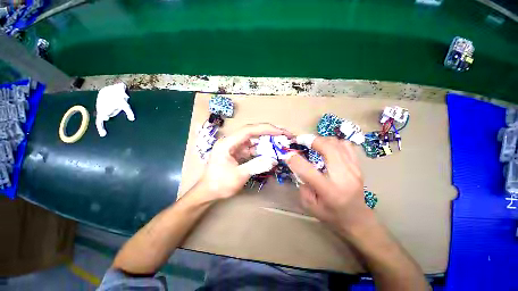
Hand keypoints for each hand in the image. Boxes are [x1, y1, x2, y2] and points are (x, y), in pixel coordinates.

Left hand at [196, 123, 291, 201]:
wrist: (208, 193)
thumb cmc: (219, 184)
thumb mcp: (238, 176)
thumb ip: (256, 165)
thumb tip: (273, 159)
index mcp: (227, 143)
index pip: (248, 130)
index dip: (265, 129)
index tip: (280, 132)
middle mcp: (231, 141)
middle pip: (252, 132)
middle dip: (269, 133)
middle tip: (284, 135)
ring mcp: (235, 147)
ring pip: (253, 140)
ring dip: (266, 141)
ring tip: (280, 142)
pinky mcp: (238, 153)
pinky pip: (252, 148)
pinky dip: (262, 150)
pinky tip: (271, 152)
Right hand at [286, 136, 370, 232]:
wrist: (357, 218)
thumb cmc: (331, 215)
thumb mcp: (309, 205)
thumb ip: (302, 184)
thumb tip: (298, 165)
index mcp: (329, 191)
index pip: (308, 170)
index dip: (295, 160)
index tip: (288, 155)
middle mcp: (343, 177)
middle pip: (327, 148)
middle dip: (311, 141)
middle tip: (301, 141)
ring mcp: (354, 169)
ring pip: (336, 143)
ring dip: (322, 140)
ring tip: (313, 144)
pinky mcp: (358, 166)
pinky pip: (346, 146)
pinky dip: (334, 143)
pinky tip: (328, 148)